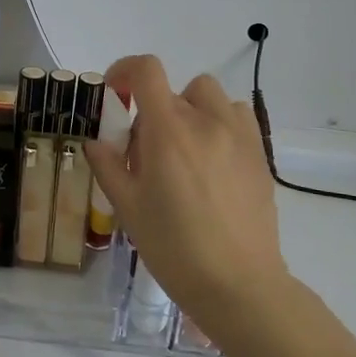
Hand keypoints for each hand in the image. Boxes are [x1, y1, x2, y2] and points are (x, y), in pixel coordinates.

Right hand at [83, 55, 287, 332]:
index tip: (115, 95)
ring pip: (209, 96)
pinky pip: (237, 116)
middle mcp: (206, 122)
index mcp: (168, 131)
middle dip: (152, 109)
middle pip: (173, 89)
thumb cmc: (174, 248)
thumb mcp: (128, 208)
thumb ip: (108, 165)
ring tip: (183, 149)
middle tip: (146, 150)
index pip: (146, 71)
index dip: (125, 71)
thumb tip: (96, 142)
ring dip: (190, 109)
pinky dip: (219, 122)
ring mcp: (238, 135)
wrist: (239, 285)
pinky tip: (212, 159)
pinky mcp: (259, 154)